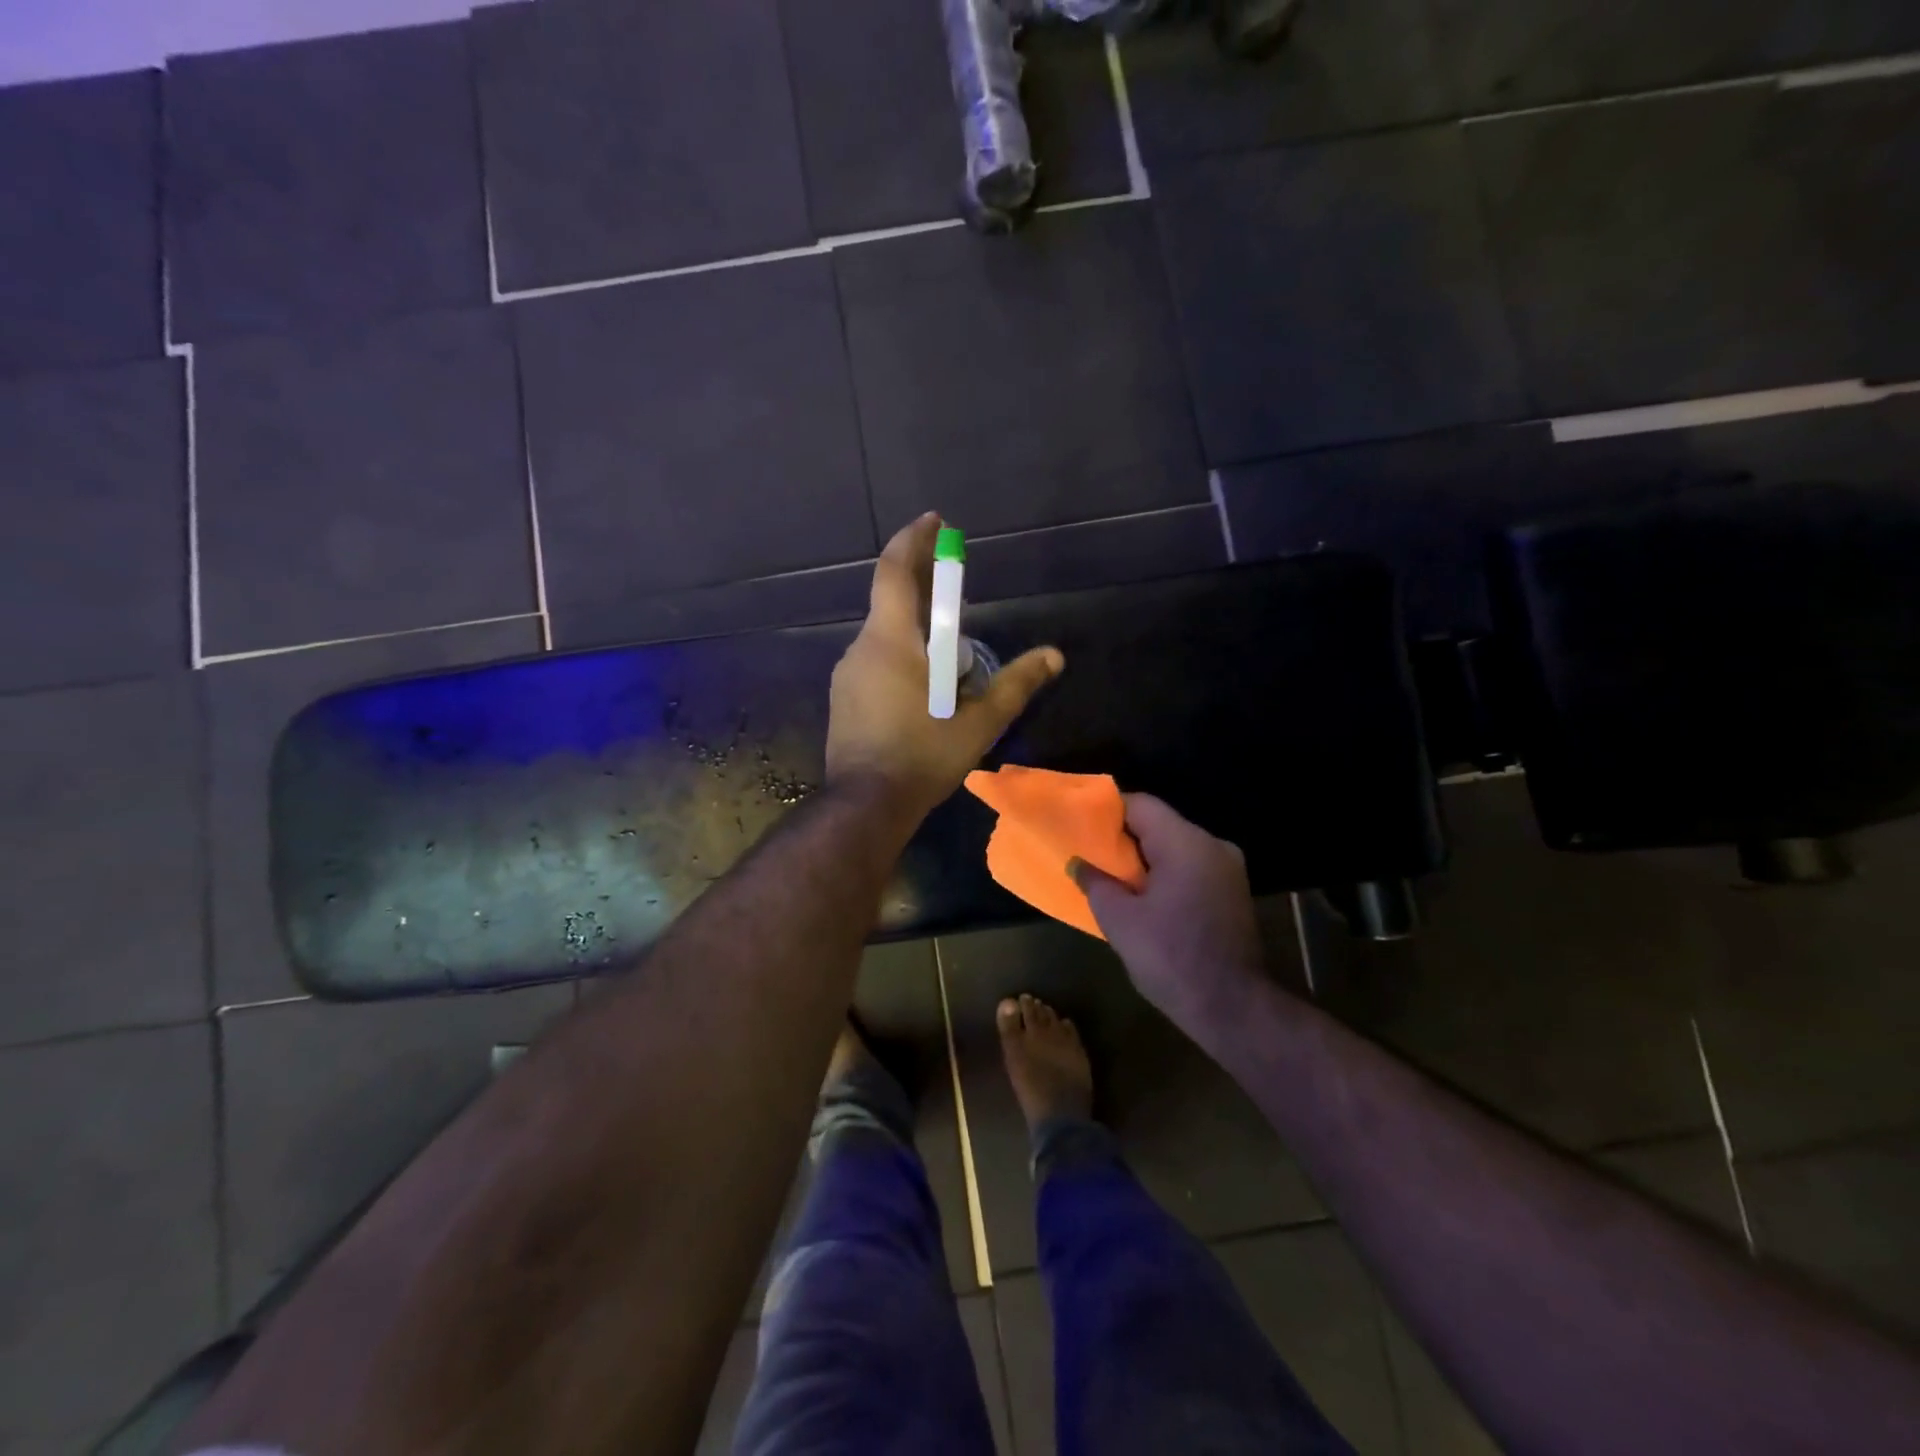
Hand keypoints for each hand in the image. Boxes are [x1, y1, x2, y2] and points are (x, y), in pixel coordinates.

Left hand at [827, 514, 1064, 824]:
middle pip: (892, 603)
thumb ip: (1016, 684)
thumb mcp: (978, 721)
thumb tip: (1054, 656)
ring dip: (916, 635)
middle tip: (957, 599)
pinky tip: (922, 692)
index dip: (913, 540)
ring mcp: (847, 675)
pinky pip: (875, 663)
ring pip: (885, 637)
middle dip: (925, 592)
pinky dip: (901, 660)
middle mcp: (862, 647)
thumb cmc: (923, 756)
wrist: (866, 804)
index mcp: (891, 640)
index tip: (935, 521)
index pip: (894, 571)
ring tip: (950, 663)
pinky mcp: (843, 699)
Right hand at [1074, 795, 1267, 1037]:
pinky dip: (1164, 874)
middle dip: (1123, 837)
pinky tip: (1142, 895)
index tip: (1080, 825)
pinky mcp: (1232, 892)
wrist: (1233, 1008)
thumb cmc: (1171, 958)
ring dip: (1144, 858)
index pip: (1140, 805)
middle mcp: (1213, 845)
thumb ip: (1096, 883)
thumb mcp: (1120, 920)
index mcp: (1186, 843)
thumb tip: (1079, 864)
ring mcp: (1228, 869)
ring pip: (1175, 847)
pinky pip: (1190, 868)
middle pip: (1159, 824)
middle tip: (1090, 853)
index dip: (1106, 812)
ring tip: (1112, 876)